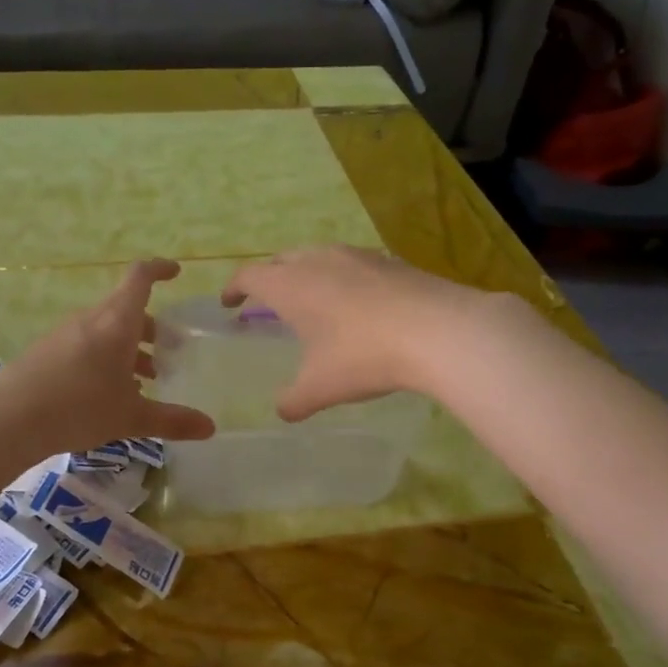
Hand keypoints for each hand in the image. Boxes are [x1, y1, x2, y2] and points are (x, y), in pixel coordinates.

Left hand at [0, 259, 215, 454]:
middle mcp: (91, 320)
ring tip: (144, 381)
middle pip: (126, 310)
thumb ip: (172, 420)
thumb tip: (210, 427)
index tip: (176, 272)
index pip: (140, 278)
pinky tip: (108, 394)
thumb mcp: (131, 417)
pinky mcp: (47, 352)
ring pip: (106, 331)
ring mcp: (65, 334)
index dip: (159, 269)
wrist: (8, 419)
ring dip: (128, 348)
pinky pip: (86, 345)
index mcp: (117, 322)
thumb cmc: (79, 407)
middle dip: (151, 327)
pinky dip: (105, 359)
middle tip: (170, 352)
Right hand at [221, 246, 492, 420]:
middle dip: (269, 277)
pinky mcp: (390, 261)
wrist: (439, 331)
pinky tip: (357, 302)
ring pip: (318, 256)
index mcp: (291, 285)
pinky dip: (341, 278)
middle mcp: (319, 260)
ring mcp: (357, 256)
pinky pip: (352, 264)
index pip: (250, 275)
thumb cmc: (364, 356)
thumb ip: (293, 401)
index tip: (229, 303)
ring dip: (306, 273)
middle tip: (266, 301)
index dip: (234, 288)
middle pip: (282, 259)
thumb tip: (283, 410)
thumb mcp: (320, 388)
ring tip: (311, 299)